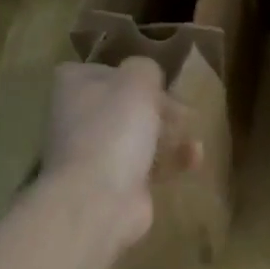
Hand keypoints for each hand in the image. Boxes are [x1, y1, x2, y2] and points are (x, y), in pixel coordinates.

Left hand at [42, 58, 200, 249]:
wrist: (99, 199)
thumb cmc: (114, 130)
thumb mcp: (137, 81)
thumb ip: (145, 69)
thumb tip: (146, 76)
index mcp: (74, 88)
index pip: (100, 72)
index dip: (129, 75)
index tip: (155, 82)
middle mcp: (79, 119)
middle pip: (124, 105)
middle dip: (159, 107)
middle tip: (183, 111)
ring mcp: (96, 154)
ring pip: (138, 135)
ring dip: (170, 133)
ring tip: (192, 134)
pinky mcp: (116, 183)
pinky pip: (149, 165)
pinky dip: (172, 160)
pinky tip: (195, 158)